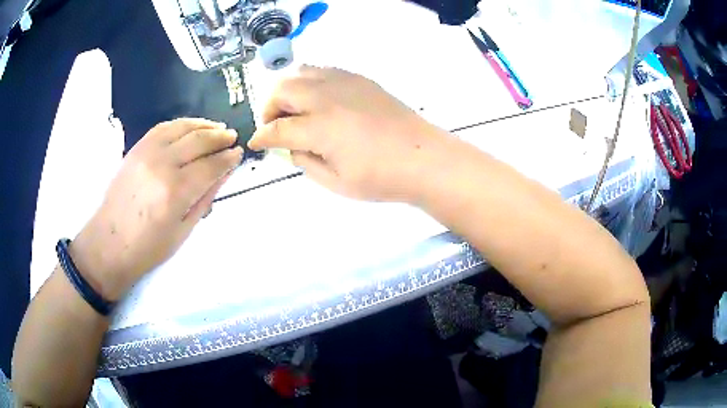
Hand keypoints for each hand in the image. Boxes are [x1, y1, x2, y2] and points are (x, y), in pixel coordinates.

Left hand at [70, 118, 242, 299]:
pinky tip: (190, 128)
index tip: (238, 154)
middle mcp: (162, 165)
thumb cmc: (148, 248)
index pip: (210, 165)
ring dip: (203, 125)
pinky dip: (181, 124)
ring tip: (217, 128)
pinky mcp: (136, 148)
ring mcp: (146, 153)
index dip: (227, 158)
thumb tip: (224, 173)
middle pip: (198, 141)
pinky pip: (163, 127)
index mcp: (176, 192)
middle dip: (219, 137)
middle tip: (232, 138)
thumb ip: (205, 197)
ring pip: (182, 128)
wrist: (109, 244)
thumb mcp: (183, 230)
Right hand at [248, 66, 449, 201]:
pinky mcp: (359, 79)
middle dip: (269, 108)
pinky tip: (318, 100)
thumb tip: (291, 147)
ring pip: (300, 72)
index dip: (262, 137)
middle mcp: (326, 97)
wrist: (423, 158)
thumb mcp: (336, 182)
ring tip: (294, 110)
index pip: (277, 128)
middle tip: (275, 126)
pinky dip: (309, 82)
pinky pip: (323, 71)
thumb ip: (305, 162)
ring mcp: (344, 83)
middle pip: (282, 90)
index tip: (256, 143)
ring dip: (288, 90)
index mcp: (319, 127)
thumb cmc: (381, 178)